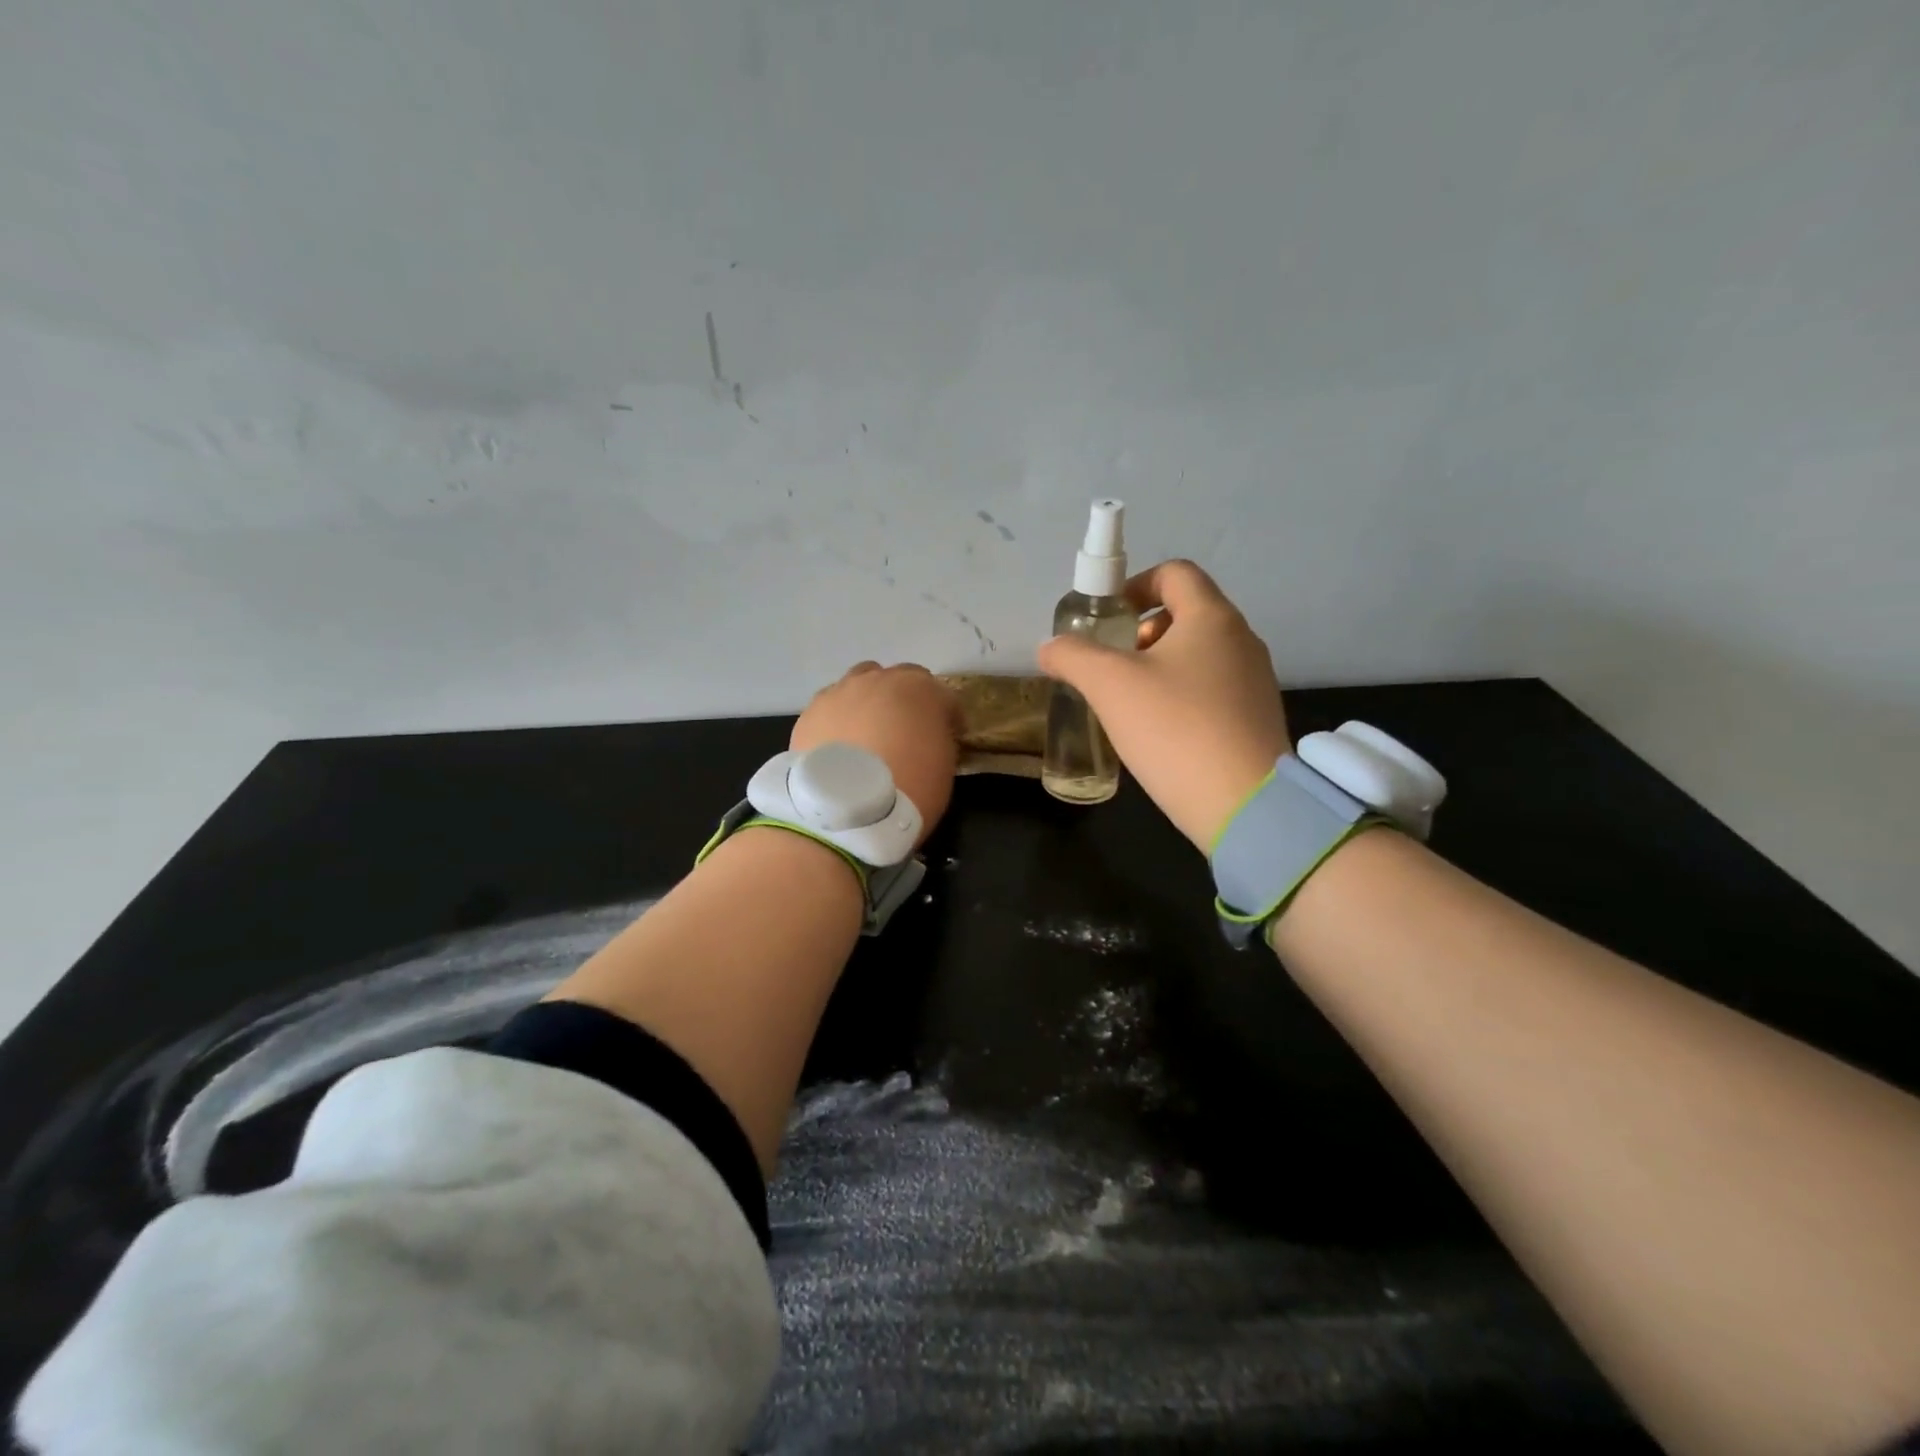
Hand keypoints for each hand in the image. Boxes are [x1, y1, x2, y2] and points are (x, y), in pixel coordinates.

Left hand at [791, 662, 959, 846]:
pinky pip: (832, 708)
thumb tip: (928, 737)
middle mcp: (879, 679)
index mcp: (920, 689)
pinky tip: (840, 746)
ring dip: (869, 701)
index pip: (944, 696)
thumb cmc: (909, 788)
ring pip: (859, 684)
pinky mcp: (811, 712)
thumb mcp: (943, 766)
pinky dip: (840, 721)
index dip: (949, 717)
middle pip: (898, 679)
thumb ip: (938, 739)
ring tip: (867, 732)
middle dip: (906, 700)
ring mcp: (840, 692)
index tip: (950, 736)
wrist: (845, 808)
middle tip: (906, 730)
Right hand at [1038, 560, 1289, 851]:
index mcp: (1212, 618)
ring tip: (1130, 705)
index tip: (1107, 619)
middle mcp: (1242, 640)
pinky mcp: (1256, 718)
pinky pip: (1212, 690)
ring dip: (1158, 668)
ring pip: (1198, 655)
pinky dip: (1181, 697)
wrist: (1245, 805)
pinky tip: (1160, 733)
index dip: (1134, 585)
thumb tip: (1050, 647)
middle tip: (1112, 668)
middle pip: (1185, 614)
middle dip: (1140, 634)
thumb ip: (1073, 656)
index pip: (1174, 573)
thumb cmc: (1175, 729)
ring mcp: (1255, 681)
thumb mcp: (1110, 686)